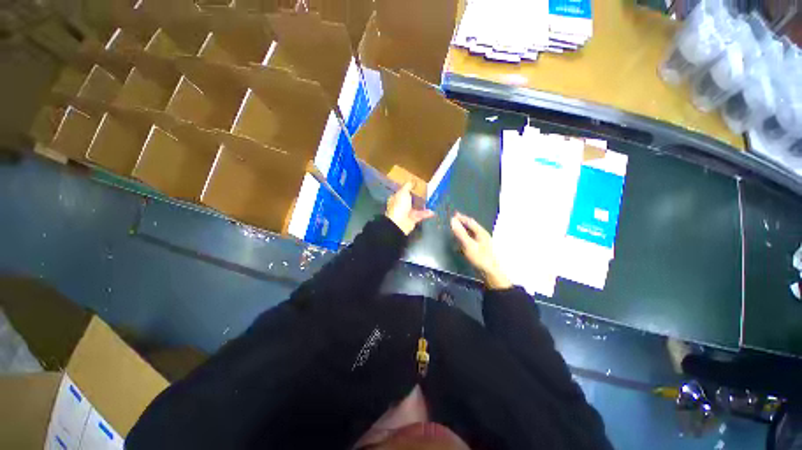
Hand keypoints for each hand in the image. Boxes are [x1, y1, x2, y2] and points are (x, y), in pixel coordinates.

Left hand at [385, 182, 434, 234]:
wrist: (400, 223)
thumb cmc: (399, 206)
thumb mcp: (403, 192)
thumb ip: (408, 186)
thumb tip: (411, 180)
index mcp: (396, 198)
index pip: (402, 192)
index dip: (409, 188)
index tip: (417, 185)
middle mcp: (401, 205)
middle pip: (410, 200)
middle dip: (418, 196)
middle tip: (427, 192)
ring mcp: (407, 213)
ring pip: (416, 207)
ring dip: (423, 205)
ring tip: (431, 201)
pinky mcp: (413, 219)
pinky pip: (420, 215)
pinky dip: (426, 213)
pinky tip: (432, 211)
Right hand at [450, 213, 511, 289]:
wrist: (490, 272)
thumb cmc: (480, 257)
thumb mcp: (468, 244)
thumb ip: (460, 232)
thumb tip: (452, 220)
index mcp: (481, 232)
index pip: (470, 221)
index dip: (461, 217)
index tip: (453, 214)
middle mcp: (482, 235)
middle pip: (471, 226)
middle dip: (462, 222)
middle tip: (453, 220)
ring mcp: (482, 242)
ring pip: (471, 233)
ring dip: (463, 229)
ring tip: (455, 228)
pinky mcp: (480, 249)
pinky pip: (471, 239)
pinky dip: (465, 237)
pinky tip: (461, 241)